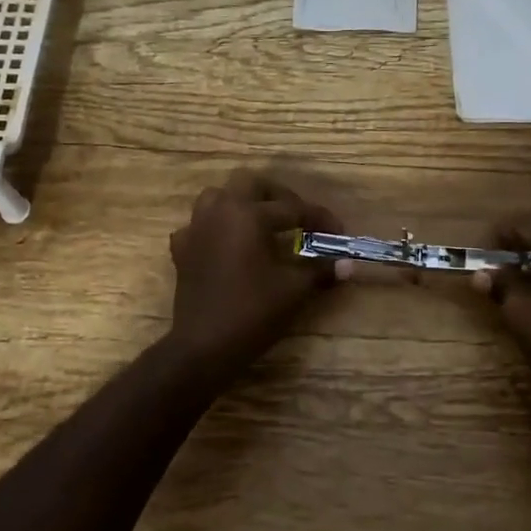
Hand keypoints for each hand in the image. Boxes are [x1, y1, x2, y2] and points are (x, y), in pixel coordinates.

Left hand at [166, 171, 348, 375]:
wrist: (204, 347)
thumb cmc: (252, 312)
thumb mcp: (294, 290)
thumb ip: (320, 270)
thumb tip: (348, 264)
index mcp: (247, 214)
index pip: (292, 208)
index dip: (319, 218)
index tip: (338, 231)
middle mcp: (219, 211)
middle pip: (250, 184)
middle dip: (278, 196)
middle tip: (297, 217)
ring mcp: (195, 229)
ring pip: (218, 197)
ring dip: (242, 204)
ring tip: (262, 224)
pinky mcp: (182, 250)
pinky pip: (200, 226)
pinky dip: (217, 229)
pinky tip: (229, 246)